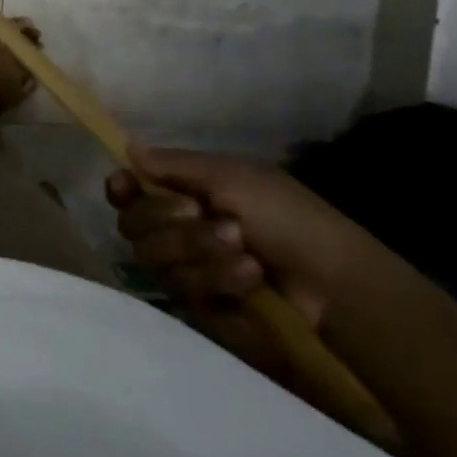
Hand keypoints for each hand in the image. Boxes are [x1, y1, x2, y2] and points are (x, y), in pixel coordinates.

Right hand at [107, 147, 378, 373]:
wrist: (335, 285)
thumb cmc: (288, 217)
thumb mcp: (234, 176)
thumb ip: (174, 164)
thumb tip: (127, 147)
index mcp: (183, 194)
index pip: (129, 192)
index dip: (121, 189)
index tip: (125, 187)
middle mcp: (176, 232)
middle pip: (132, 224)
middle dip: (167, 218)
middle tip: (201, 212)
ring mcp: (186, 271)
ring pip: (153, 258)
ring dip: (198, 248)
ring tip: (244, 250)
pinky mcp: (197, 309)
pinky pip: (181, 290)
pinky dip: (216, 278)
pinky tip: (249, 277)